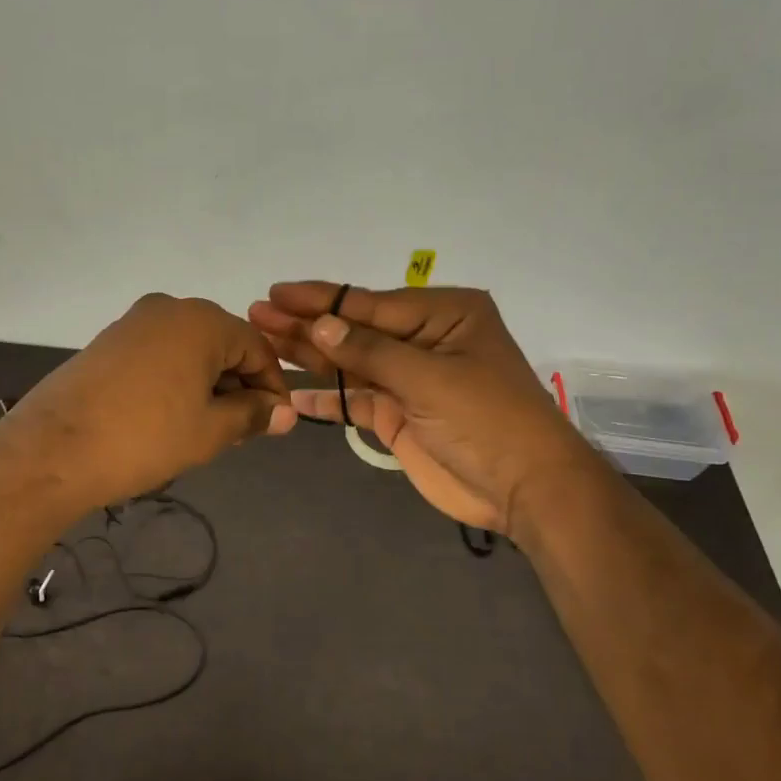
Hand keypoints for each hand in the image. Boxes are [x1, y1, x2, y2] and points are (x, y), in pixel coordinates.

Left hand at [0, 293, 295, 517]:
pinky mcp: (108, 341)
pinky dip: (175, 379)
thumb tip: (284, 412)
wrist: (52, 450)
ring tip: (206, 429)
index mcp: (202, 321)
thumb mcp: (209, 431)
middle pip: (223, 343)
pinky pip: (158, 354)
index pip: (257, 347)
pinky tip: (170, 415)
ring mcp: (133, 321)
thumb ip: (252, 415)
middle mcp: (169, 308)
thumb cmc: (144, 438)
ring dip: (207, 384)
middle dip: (239, 385)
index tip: (276, 423)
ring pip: (189, 350)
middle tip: (241, 431)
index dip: (273, 386)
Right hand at [247, 282, 568, 530]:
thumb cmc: (487, 419)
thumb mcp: (430, 378)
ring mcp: (408, 379)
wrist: (524, 488)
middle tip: (256, 315)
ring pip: (349, 363)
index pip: (369, 302)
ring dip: (309, 356)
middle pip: (353, 330)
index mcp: (442, 314)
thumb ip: (370, 351)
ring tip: (263, 343)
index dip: (320, 300)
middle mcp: (422, 339)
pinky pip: (354, 399)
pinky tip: (293, 392)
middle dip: (306, 325)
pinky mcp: (398, 414)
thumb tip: (318, 325)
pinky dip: (327, 398)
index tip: (277, 292)